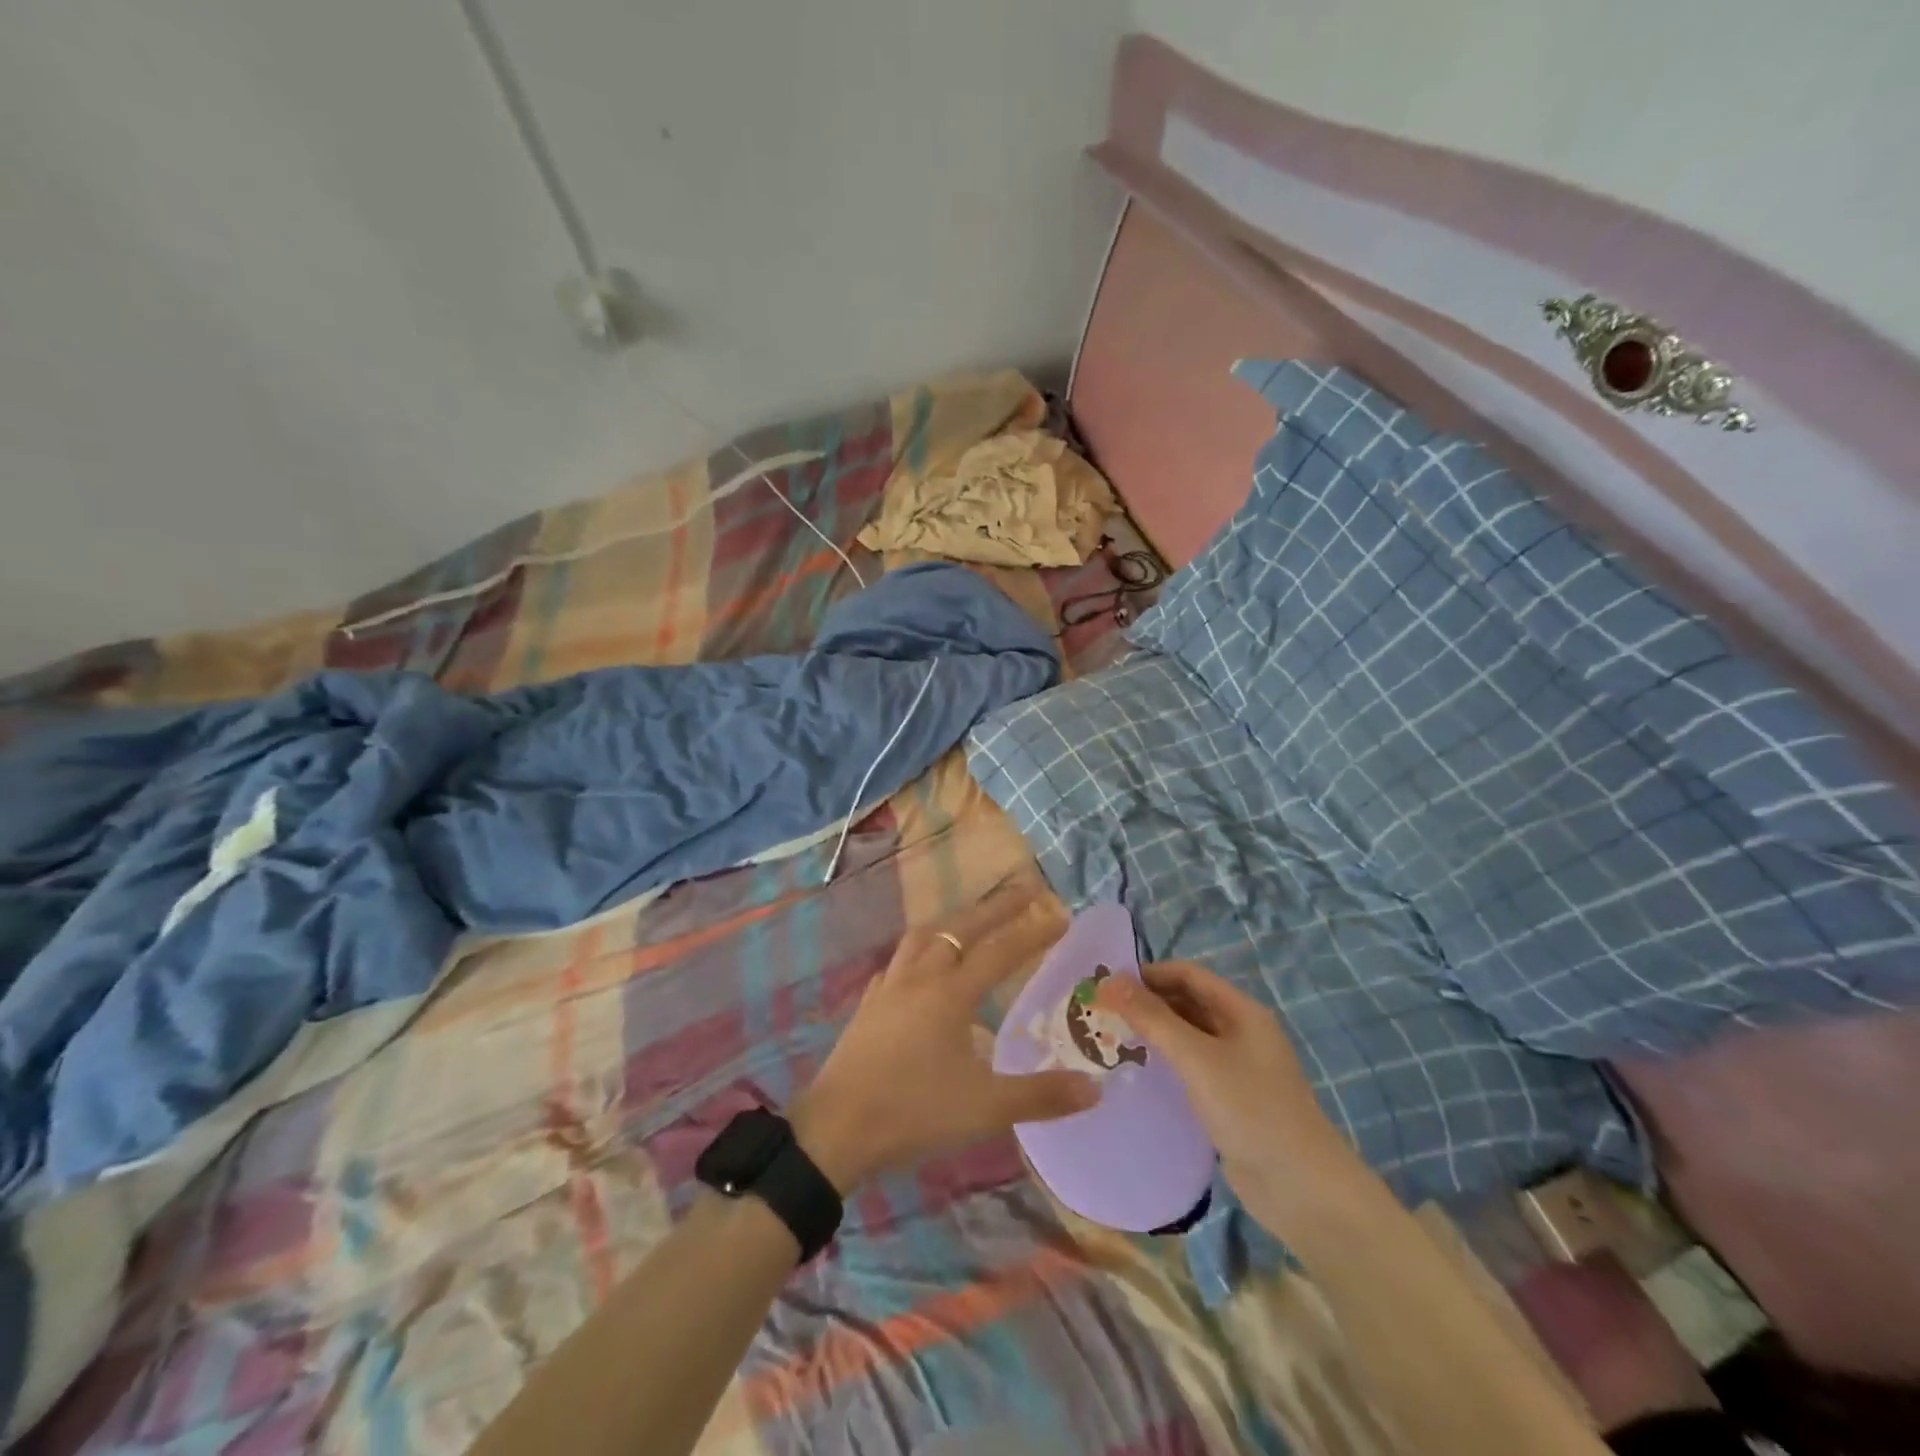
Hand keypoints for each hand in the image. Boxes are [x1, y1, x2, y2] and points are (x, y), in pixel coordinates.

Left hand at [791, 883, 1099, 1192]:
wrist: (837, 1129)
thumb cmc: (914, 1112)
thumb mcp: (986, 1108)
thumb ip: (1041, 1096)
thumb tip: (1095, 1088)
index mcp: (951, 994)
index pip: (1001, 951)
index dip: (1033, 931)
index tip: (1061, 913)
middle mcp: (920, 978)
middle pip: (961, 929)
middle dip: (995, 907)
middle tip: (1024, 890)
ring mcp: (889, 988)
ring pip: (922, 938)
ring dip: (952, 922)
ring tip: (970, 920)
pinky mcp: (868, 1006)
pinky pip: (897, 963)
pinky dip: (917, 952)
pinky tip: (918, 966)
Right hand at [1095, 961, 1363, 1226]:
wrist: (1303, 1190)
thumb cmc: (1251, 1110)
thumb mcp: (1197, 1058)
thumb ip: (1153, 1018)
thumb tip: (1111, 981)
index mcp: (1241, 1011)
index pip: (1188, 974)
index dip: (1148, 974)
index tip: (1107, 984)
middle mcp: (1240, 1032)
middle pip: (1187, 1002)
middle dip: (1147, 1003)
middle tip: (1102, 1013)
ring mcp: (1237, 1067)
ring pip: (1187, 1036)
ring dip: (1153, 1033)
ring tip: (1109, 1040)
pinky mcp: (1230, 1100)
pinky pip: (1191, 1068)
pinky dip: (1164, 1063)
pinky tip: (1137, 1073)